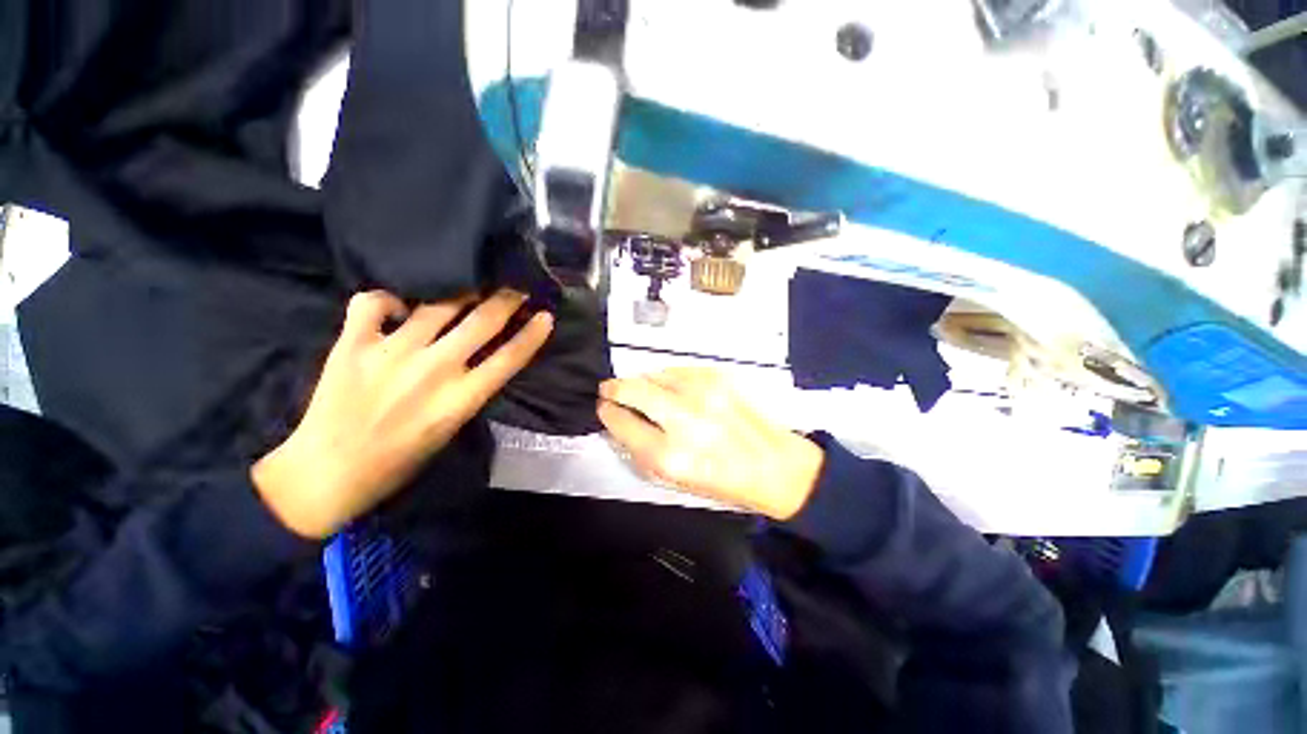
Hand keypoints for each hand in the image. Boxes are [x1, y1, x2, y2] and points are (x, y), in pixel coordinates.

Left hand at [254, 289, 552, 538]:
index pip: (509, 358)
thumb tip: (483, 357)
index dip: (532, 334)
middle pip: (482, 323)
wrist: (328, 473)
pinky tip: (397, 305)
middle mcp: (433, 370)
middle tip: (516, 286)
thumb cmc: (400, 460)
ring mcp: (391, 353)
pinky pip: (373, 303)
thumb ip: (470, 390)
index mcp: (461, 399)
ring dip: (461, 291)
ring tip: (469, 283)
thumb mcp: (451, 429)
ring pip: (437, 305)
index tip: (545, 315)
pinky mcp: (353, 345)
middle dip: (507, 300)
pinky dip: (388, 298)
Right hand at [597, 368, 823, 519]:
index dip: (608, 413)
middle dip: (614, 388)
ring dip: (642, 381)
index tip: (603, 407)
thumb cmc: (722, 480)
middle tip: (609, 390)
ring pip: (654, 374)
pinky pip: (677, 369)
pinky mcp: (718, 378)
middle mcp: (684, 420)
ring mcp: (703, 393)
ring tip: (642, 391)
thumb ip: (641, 448)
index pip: (622, 423)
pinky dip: (667, 377)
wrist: (774, 465)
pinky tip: (670, 388)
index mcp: (670, 456)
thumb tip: (620, 420)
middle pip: (633, 390)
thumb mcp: (674, 479)